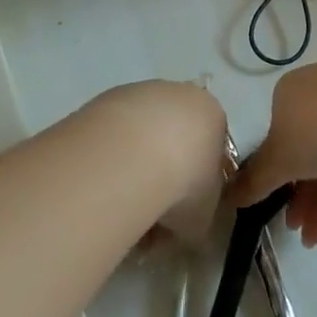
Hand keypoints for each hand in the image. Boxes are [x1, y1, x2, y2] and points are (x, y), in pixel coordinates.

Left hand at [83, 79, 227, 244]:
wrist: (131, 155)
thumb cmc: (183, 183)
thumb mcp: (204, 216)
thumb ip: (201, 216)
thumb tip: (187, 224)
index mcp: (213, 115)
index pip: (211, 151)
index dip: (197, 186)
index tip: (182, 213)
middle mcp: (180, 94)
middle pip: (175, 140)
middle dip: (166, 176)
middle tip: (151, 214)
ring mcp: (141, 92)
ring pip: (141, 136)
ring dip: (135, 168)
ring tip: (122, 205)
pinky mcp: (106, 97)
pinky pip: (114, 135)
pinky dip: (111, 159)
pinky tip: (103, 185)